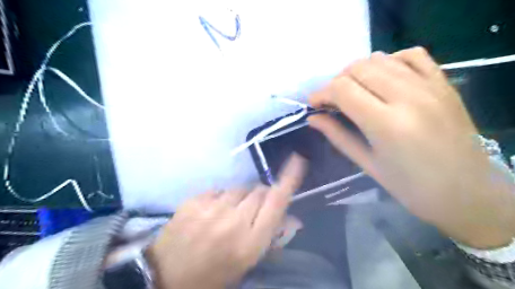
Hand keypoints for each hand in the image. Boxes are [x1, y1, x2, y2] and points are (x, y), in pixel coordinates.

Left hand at [144, 154, 304, 287]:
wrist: (166, 276)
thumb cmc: (213, 274)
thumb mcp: (246, 262)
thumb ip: (270, 236)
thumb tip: (292, 217)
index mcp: (250, 242)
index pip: (276, 203)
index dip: (289, 179)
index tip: (297, 159)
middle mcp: (234, 221)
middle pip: (259, 190)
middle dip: (261, 195)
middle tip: (251, 210)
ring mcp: (212, 209)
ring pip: (240, 188)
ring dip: (241, 197)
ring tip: (229, 213)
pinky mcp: (194, 200)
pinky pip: (219, 190)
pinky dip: (221, 198)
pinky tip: (211, 212)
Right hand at [307, 47, 514, 247]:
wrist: (467, 192)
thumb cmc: (410, 187)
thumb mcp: (367, 164)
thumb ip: (337, 136)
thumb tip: (313, 119)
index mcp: (387, 124)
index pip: (342, 90)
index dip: (321, 93)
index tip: (314, 105)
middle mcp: (408, 96)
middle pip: (358, 69)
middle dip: (336, 82)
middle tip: (332, 101)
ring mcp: (430, 86)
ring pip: (381, 58)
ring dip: (358, 72)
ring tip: (354, 91)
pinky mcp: (443, 83)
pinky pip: (411, 55)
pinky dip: (390, 60)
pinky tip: (383, 77)